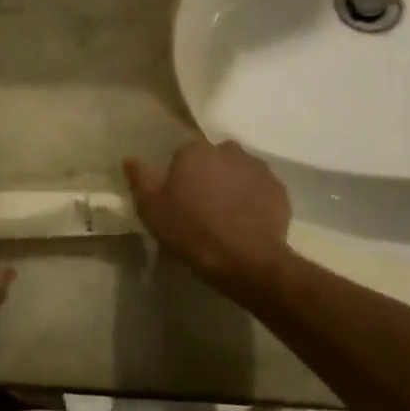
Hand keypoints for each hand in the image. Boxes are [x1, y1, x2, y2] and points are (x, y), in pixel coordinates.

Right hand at [124, 139, 293, 294]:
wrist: (243, 259)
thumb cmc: (189, 230)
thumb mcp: (151, 208)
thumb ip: (140, 178)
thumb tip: (130, 158)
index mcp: (195, 151)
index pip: (183, 153)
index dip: (180, 174)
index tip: (178, 196)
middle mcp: (228, 152)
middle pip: (215, 158)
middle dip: (210, 174)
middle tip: (202, 203)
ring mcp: (258, 169)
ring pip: (240, 170)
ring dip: (233, 184)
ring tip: (227, 214)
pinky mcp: (279, 190)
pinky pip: (261, 189)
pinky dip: (254, 199)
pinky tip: (246, 221)